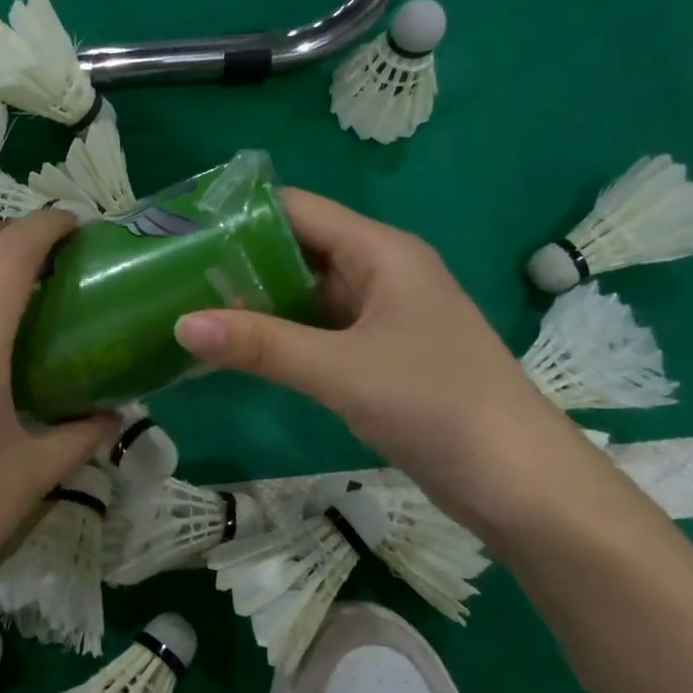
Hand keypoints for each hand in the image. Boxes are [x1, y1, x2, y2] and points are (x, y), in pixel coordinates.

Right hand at [172, 189, 608, 535]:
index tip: (182, 230)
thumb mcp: (341, 371)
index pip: (298, 209)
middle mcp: (380, 272)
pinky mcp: (379, 355)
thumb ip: (261, 345)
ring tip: (189, 307)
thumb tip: (181, 324)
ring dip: (256, 301)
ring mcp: (381, 316)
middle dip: (239, 260)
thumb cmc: (437, 405)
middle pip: (298, 249)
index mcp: (381, 252)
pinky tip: (236, 349)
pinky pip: (317, 331)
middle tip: (172, 274)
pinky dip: (278, 335)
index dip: (239, 213)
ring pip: (305, 294)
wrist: (519, 483)